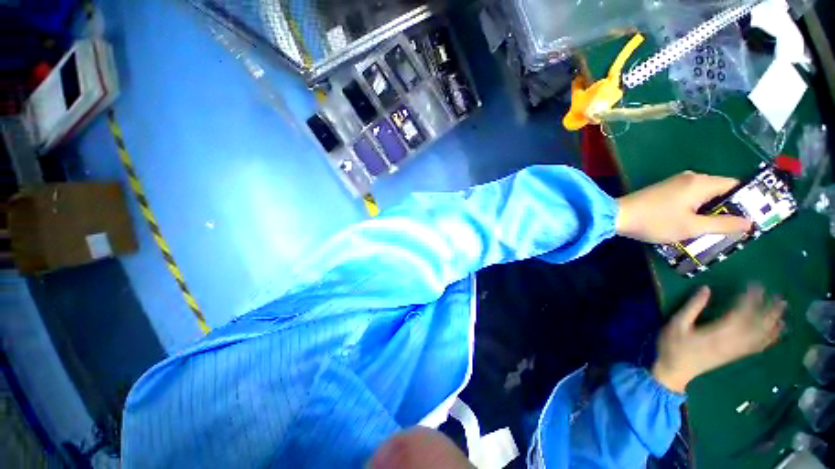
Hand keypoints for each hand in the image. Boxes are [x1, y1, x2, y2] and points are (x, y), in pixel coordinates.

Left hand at [616, 171, 751, 242]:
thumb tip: (749, 222)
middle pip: (720, 190)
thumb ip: (723, 224)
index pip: (735, 186)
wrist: (616, 216)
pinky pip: (690, 197)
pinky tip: (694, 223)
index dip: (746, 201)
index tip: (753, 218)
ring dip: (711, 210)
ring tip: (715, 229)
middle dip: (729, 208)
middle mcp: (691, 177)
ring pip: (704, 195)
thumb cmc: (655, 222)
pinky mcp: (664, 189)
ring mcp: (675, 182)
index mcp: (701, 182)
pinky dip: (696, 209)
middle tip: (734, 229)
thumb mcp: (692, 227)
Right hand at [652, 285, 784, 393]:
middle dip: (768, 310)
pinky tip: (777, 330)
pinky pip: (758, 346)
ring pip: (761, 336)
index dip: (749, 299)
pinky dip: (770, 337)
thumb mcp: (676, 324)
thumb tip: (706, 288)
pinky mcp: (736, 355)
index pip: (740, 314)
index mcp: (717, 333)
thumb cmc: (673, 345)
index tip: (755, 285)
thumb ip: (691, 307)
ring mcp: (736, 350)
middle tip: (779, 295)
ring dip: (773, 321)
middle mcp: (732, 342)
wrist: (675, 370)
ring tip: (782, 308)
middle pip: (756, 325)